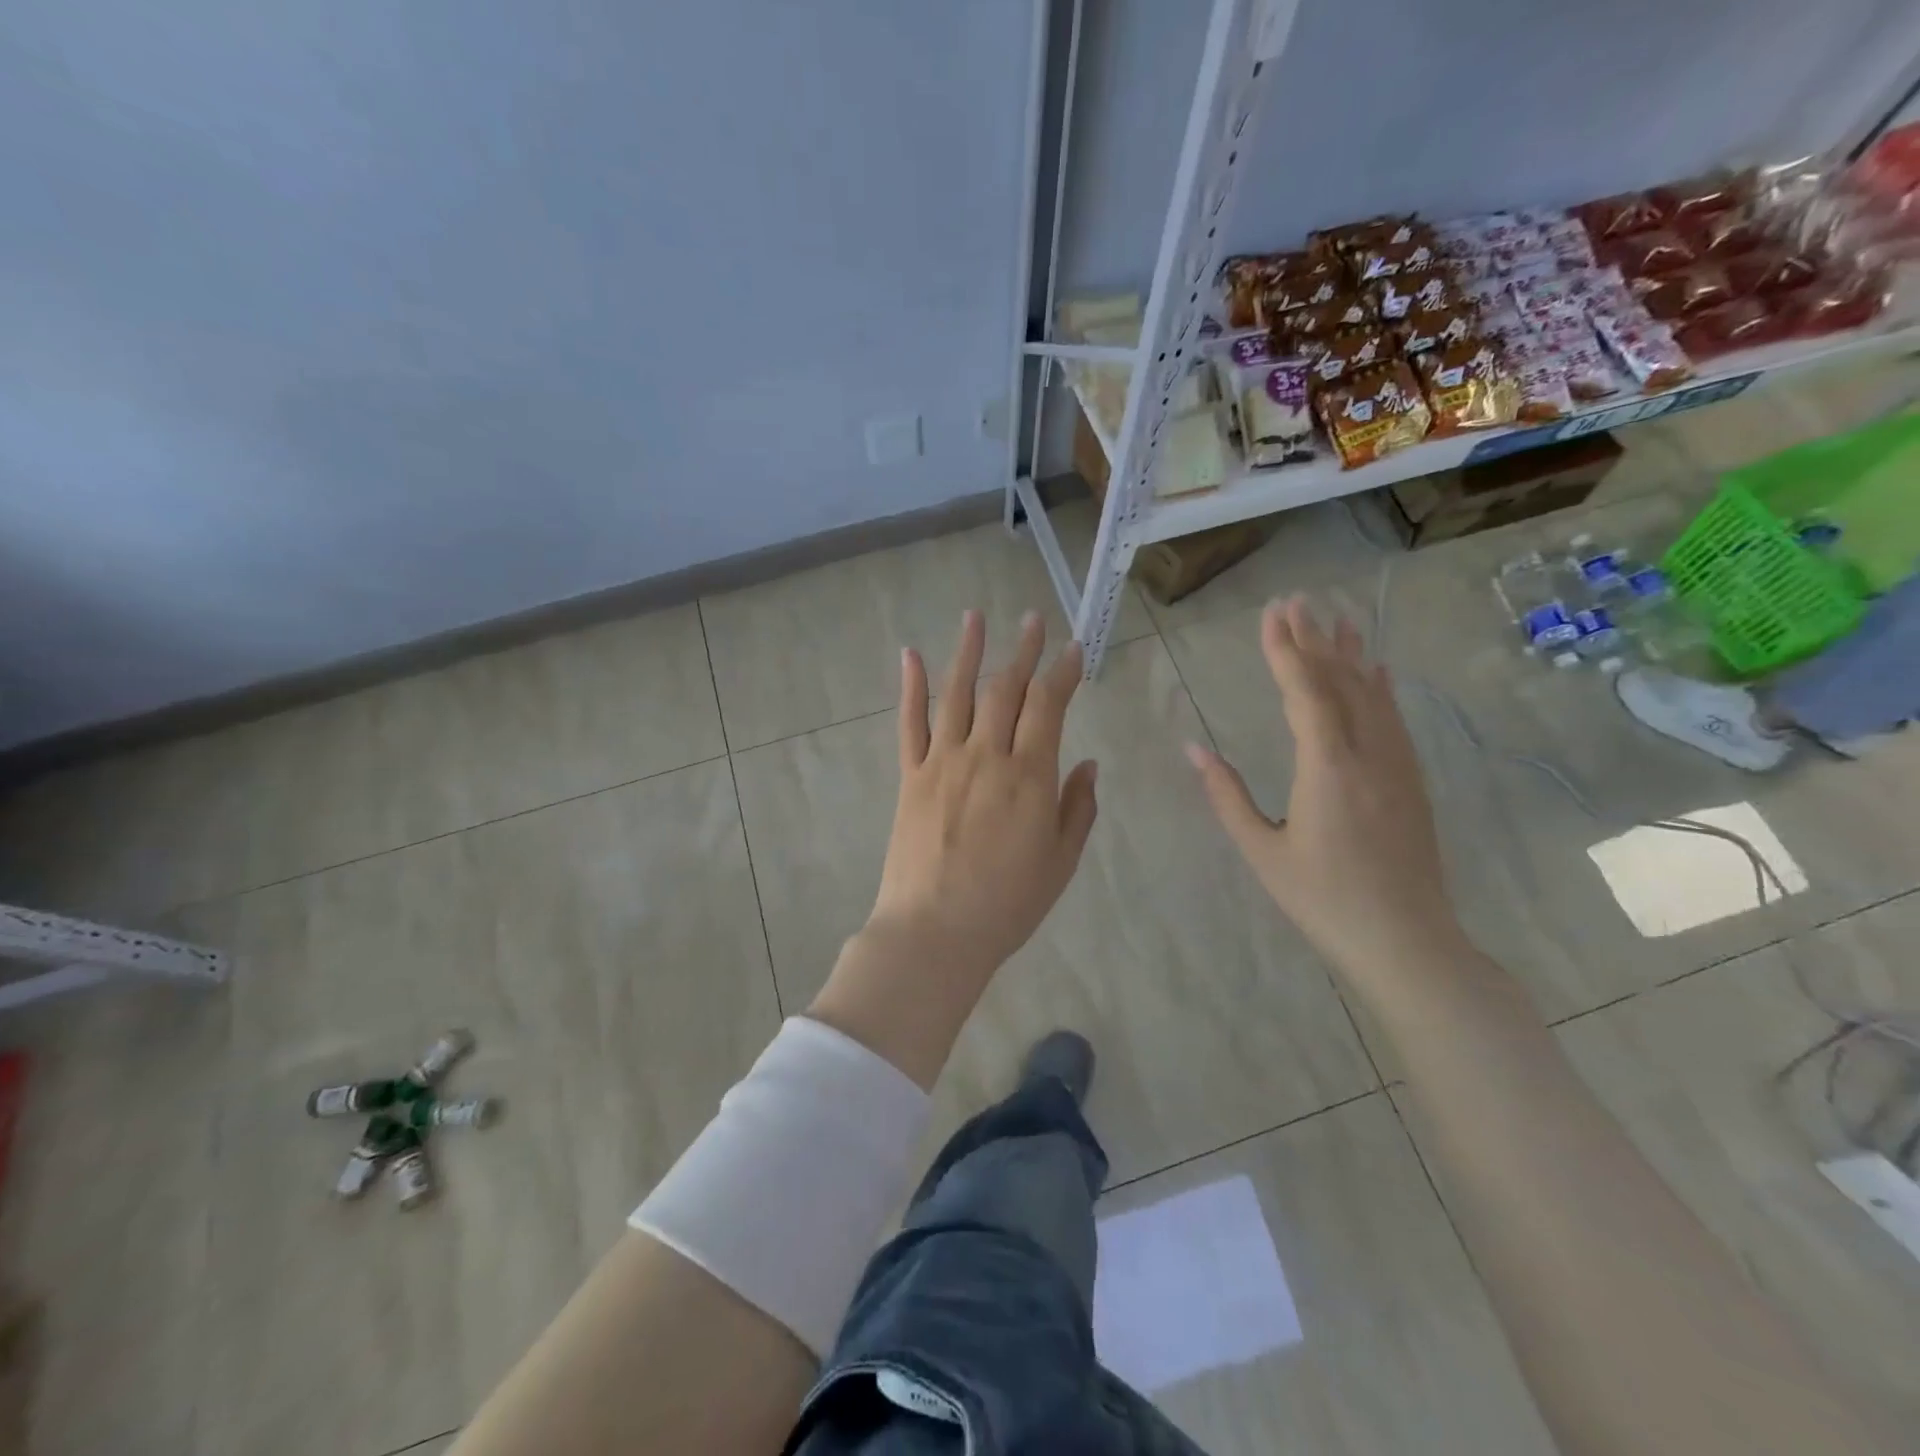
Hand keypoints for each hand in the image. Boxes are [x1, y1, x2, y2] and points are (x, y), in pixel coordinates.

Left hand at [809, 610, 1097, 1088]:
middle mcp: (986, 756)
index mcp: (1029, 776)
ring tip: (975, 616)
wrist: (934, 932)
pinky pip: (910, 724)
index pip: (1049, 706)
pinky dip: (911, 688)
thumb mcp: (1060, 861)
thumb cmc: (1007, 904)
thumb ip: (1077, 808)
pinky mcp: (910, 777)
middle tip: (1033, 620)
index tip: (1073, 649)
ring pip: (956, 694)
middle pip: (1005, 689)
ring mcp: (942, 762)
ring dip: (968, 651)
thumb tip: (1085, 763)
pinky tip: (911, 656)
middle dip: (1023, 651)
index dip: (1063, 672)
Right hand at [1186, 595, 1462, 985]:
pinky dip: (1380, 687)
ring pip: (1372, 694)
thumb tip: (1193, 749)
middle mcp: (1368, 754)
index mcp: (1327, 768)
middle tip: (1296, 601)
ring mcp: (1397, 765)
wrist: (1406, 942)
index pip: (1305, 692)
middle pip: (1340, 681)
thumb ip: (1227, 796)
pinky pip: (1393, 719)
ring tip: (1336, 617)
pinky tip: (1377, 670)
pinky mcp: (1411, 780)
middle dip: (1314, 639)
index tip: (1272, 613)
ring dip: (1350, 653)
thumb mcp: (1262, 851)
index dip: (1285, 649)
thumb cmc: (1323, 900)